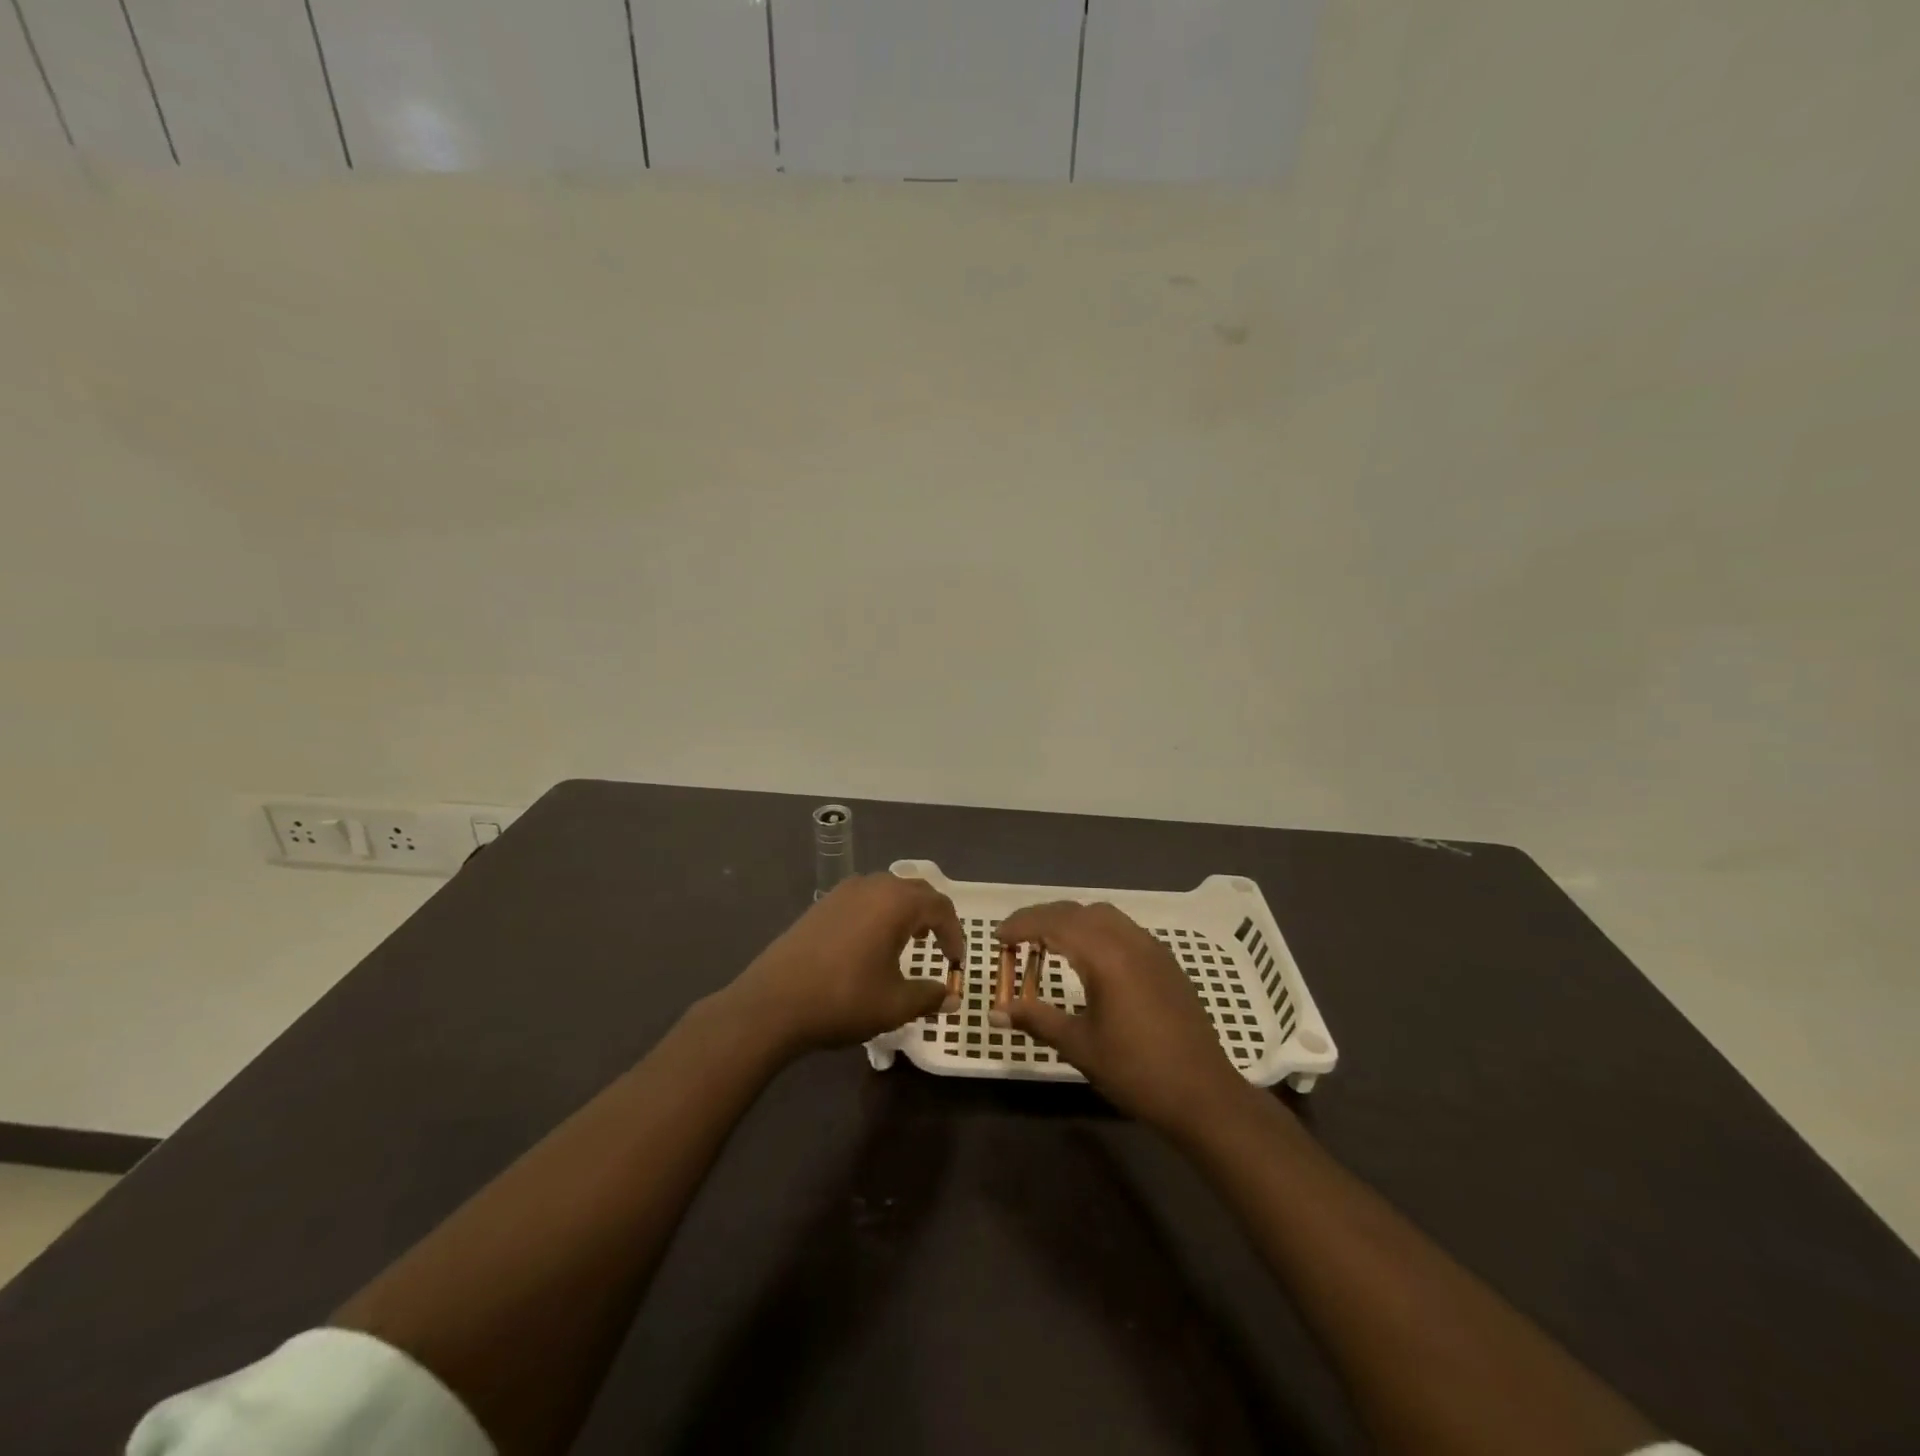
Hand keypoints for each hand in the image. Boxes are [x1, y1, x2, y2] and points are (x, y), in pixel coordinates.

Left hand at [727, 874, 964, 1054]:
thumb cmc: (843, 1000)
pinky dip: (879, 913)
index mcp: (896, 902)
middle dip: (933, 916)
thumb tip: (950, 996)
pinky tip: (871, 943)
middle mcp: (872, 886)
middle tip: (939, 945)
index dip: (954, 934)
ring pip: (887, 891)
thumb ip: (929, 996)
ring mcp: (843, 892)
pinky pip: (864, 898)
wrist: (773, 1004)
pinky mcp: (822, 904)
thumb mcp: (895, 1005)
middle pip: (915, 891)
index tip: (956, 962)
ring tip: (908, 941)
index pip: (940, 907)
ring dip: (905, 911)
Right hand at [998, 901, 1249, 1135]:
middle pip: (1077, 911)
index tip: (997, 937)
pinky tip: (1088, 958)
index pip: (1054, 923)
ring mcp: (1152, 948)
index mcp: (1105, 956)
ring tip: (1048, 944)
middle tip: (1016, 938)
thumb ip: (1037, 1020)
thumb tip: (996, 1011)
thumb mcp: (1079, 1046)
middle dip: (1043, 918)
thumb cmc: (1136, 1071)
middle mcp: (1129, 940)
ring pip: (1103, 915)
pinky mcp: (1165, 962)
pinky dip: (1096, 930)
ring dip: (1071, 920)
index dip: (1022, 925)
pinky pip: (1123, 929)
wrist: (1203, 1094)